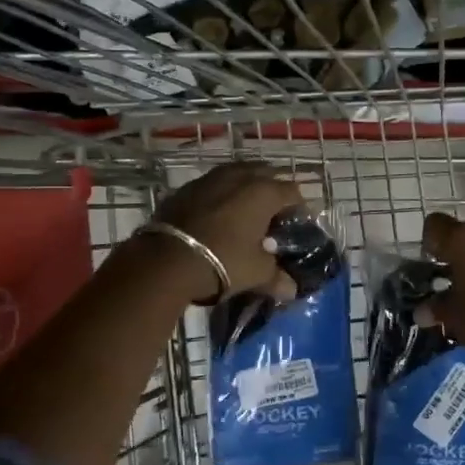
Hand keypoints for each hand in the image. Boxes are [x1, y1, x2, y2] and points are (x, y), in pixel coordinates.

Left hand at [145, 161, 306, 303]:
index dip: (299, 209)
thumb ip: (277, 277)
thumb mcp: (256, 273)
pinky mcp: (186, 187)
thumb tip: (291, 289)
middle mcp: (240, 176)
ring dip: (245, 188)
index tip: (296, 226)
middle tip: (272, 217)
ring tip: (245, 213)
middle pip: (266, 174)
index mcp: (264, 192)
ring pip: (237, 174)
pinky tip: (217, 216)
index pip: (293, 192)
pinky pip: (213, 185)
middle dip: (273, 191)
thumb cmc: (223, 261)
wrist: (166, 260)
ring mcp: (211, 178)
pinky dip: (220, 195)